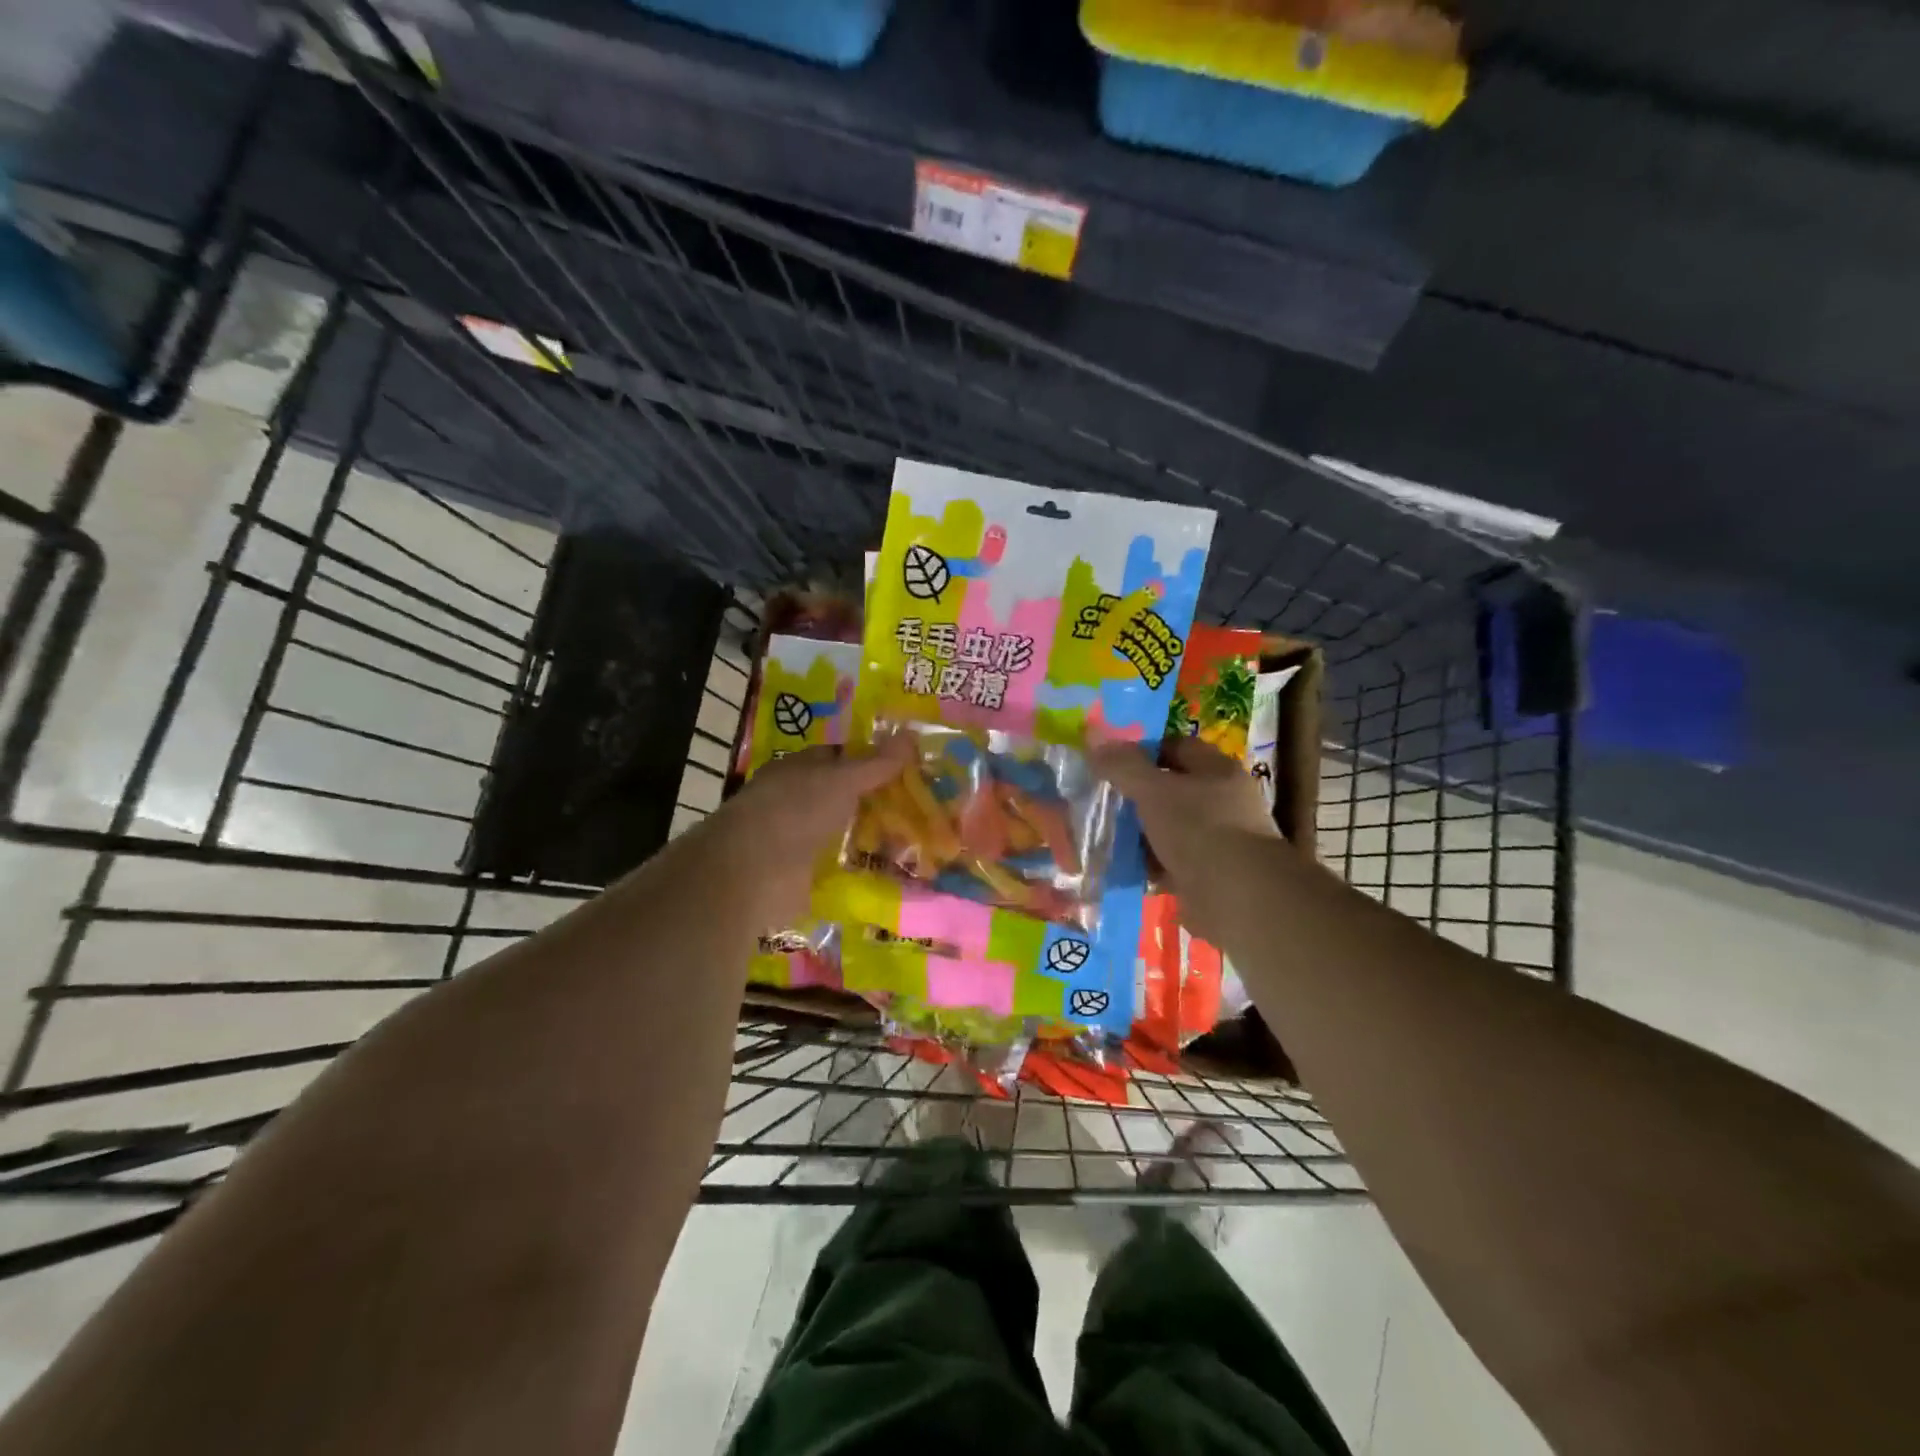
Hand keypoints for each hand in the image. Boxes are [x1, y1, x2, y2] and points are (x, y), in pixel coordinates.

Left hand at [697, 738, 914, 926]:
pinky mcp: (801, 874)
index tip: (905, 768)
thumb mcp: (841, 779)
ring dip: (869, 836)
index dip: (868, 760)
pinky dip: (859, 868)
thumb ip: (875, 764)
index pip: (836, 757)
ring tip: (913, 841)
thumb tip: (910, 735)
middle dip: (873, 801)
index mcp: (796, 769)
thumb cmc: (795, 809)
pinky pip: (838, 866)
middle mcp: (794, 801)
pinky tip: (889, 872)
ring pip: (841, 832)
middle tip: (918, 805)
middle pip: (841, 796)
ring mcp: (796, 839)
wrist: (755, 871)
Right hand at [1093, 736, 1284, 941]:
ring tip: (1108, 836)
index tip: (1112, 763)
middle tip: (1105, 800)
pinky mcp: (1210, 874)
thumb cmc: (1198, 828)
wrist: (1236, 896)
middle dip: (1140, 796)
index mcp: (1217, 771)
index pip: (1178, 747)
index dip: (1145, 751)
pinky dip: (1151, 865)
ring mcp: (1220, 840)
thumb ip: (1123, 766)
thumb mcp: (1153, 790)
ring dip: (1143, 833)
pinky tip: (1125, 867)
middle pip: (1173, 790)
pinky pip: (1172, 862)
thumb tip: (1096, 743)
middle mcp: (1224, 801)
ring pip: (1171, 828)